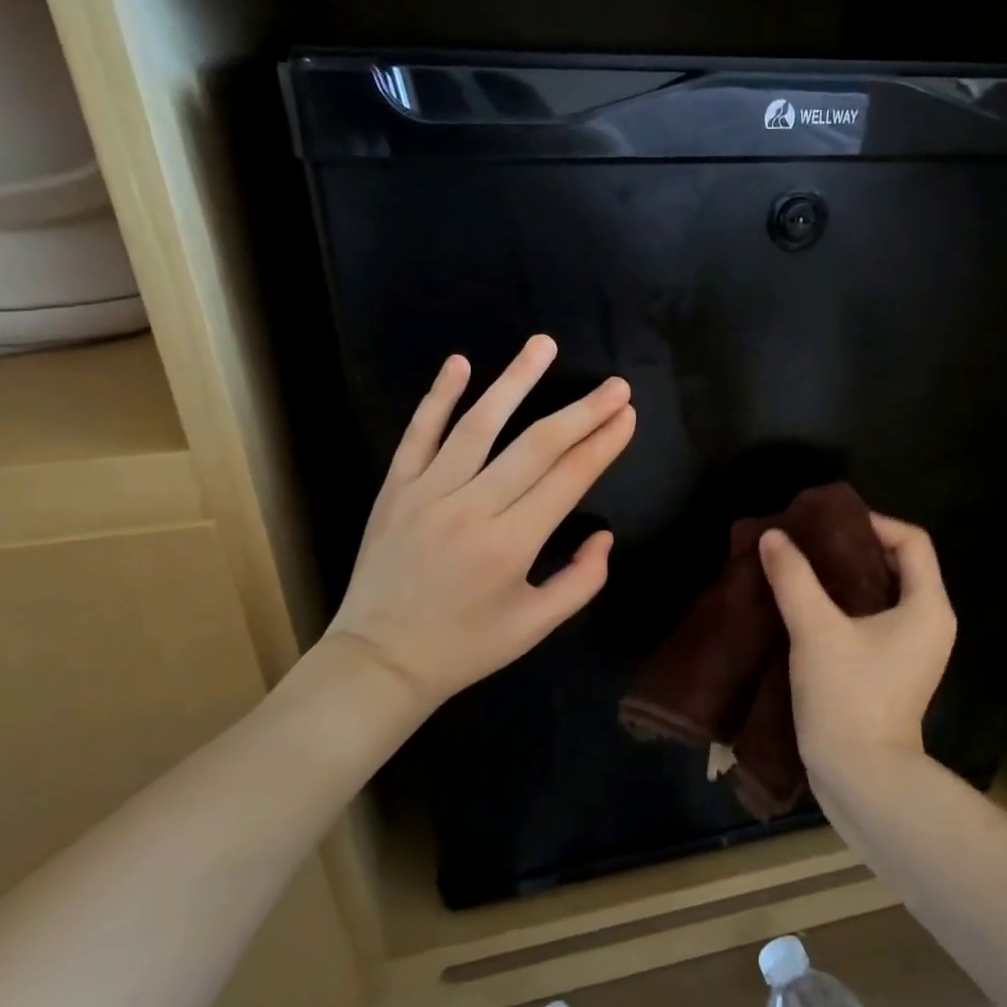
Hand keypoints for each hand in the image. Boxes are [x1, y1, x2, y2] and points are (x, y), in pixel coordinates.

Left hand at [325, 336, 635, 714]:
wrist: (379, 661)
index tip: (627, 415)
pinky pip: (418, 434)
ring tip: (544, 345)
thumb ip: (581, 581)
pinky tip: (460, 363)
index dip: (603, 443)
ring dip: (516, 381)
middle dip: (583, 411)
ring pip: (479, 425)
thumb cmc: (465, 647)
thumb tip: (604, 535)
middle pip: (537, 445)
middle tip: (615, 385)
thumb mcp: (536, 627)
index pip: (569, 478)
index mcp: (512, 544)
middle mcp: (473, 508)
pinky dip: (439, 397)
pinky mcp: (395, 489)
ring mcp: (428, 493)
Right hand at [757, 513, 955, 778]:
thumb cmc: (848, 697)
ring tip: (804, 569)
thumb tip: (772, 536)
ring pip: (884, 593)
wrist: (862, 777)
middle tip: (809, 543)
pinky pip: (876, 619)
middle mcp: (931, 623)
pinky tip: (810, 606)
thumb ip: (794, 578)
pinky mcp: (895, 669)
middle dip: (854, 548)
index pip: (911, 541)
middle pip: (898, 565)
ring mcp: (915, 649)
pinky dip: (847, 606)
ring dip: (847, 578)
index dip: (872, 523)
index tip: (828, 525)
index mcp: (928, 607)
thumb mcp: (815, 630)